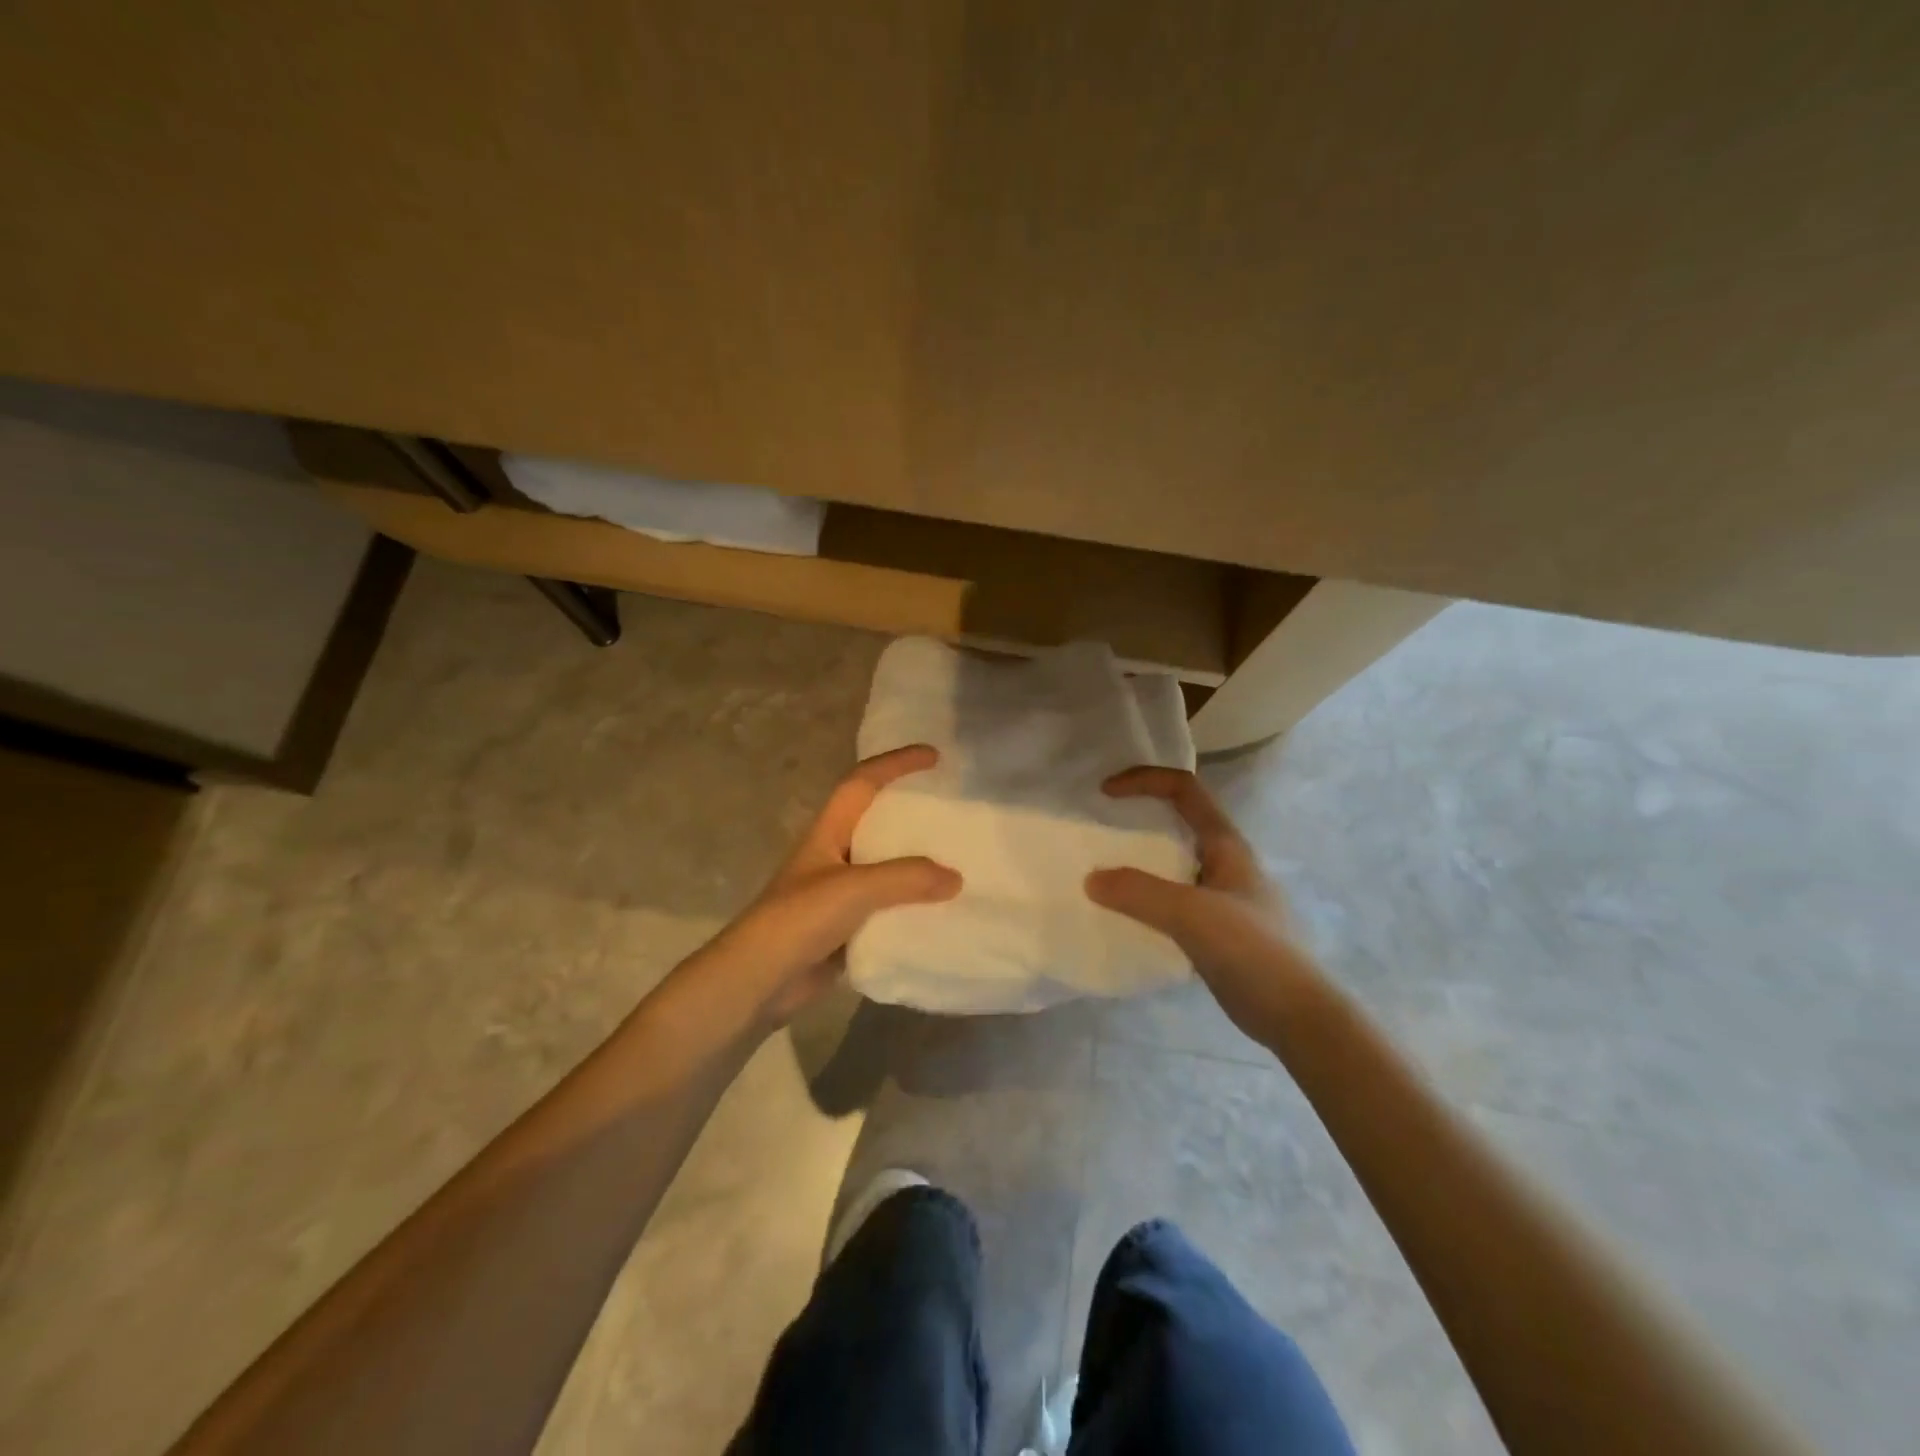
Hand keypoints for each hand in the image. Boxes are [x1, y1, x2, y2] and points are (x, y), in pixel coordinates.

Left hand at [700, 744, 960, 1028]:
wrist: (758, 981)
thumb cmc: (798, 919)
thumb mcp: (853, 888)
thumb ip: (906, 878)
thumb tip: (956, 878)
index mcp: (828, 832)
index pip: (862, 782)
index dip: (896, 763)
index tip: (934, 756)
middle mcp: (834, 855)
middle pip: (877, 821)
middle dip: (912, 811)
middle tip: (952, 810)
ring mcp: (839, 893)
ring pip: (886, 867)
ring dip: (917, 863)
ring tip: (958, 860)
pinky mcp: (846, 927)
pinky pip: (888, 907)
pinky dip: (912, 906)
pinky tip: (940, 912)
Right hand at [1085, 767, 1309, 1037]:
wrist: (1297, 1016)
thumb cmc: (1251, 951)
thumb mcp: (1190, 915)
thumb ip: (1138, 893)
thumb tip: (1091, 879)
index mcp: (1226, 844)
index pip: (1184, 789)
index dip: (1144, 780)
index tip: (1105, 793)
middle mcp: (1226, 862)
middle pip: (1180, 821)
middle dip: (1140, 816)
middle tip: (1101, 829)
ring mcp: (1224, 897)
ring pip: (1175, 863)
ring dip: (1141, 860)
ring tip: (1106, 873)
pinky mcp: (1218, 929)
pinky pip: (1174, 899)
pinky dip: (1147, 897)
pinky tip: (1128, 916)